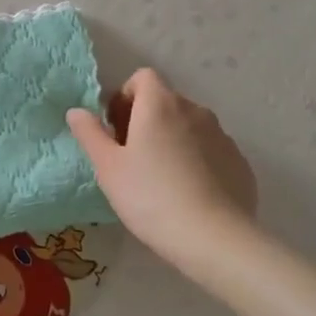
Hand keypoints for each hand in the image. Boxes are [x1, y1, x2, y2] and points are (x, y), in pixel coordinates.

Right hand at [67, 69, 255, 265]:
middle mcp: (194, 110)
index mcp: (160, 104)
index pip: (143, 77)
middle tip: (132, 158)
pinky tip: (189, 193)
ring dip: (172, 139)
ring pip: (189, 126)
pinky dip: (197, 160)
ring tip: (161, 179)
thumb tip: (76, 111)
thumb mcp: (108, 168)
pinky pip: (210, 150)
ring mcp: (222, 135)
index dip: (126, 96)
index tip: (116, 128)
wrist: (213, 237)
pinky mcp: (239, 161)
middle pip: (165, 101)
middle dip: (146, 120)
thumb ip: (90, 134)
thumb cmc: (150, 197)